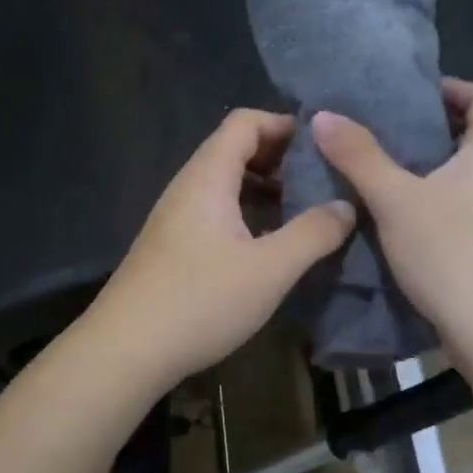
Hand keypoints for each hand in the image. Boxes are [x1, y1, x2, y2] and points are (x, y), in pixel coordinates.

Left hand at [84, 109, 356, 388]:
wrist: (125, 349)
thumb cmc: (200, 301)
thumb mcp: (270, 269)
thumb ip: (313, 233)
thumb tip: (347, 205)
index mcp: (208, 177)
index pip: (244, 122)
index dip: (283, 124)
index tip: (322, 146)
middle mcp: (187, 187)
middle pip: (233, 148)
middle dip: (279, 156)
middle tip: (319, 179)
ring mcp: (175, 216)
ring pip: (224, 182)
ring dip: (263, 187)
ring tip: (301, 210)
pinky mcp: (171, 244)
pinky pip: (214, 209)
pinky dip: (244, 211)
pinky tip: (266, 243)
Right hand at [311, 79, 472, 356]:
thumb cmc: (450, 250)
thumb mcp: (395, 199)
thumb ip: (359, 156)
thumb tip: (323, 115)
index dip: (455, 87)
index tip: (412, 92)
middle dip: (430, 124)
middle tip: (381, 125)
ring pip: (463, 170)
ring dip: (426, 162)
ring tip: (378, 162)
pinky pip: (459, 200)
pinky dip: (430, 193)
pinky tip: (394, 209)